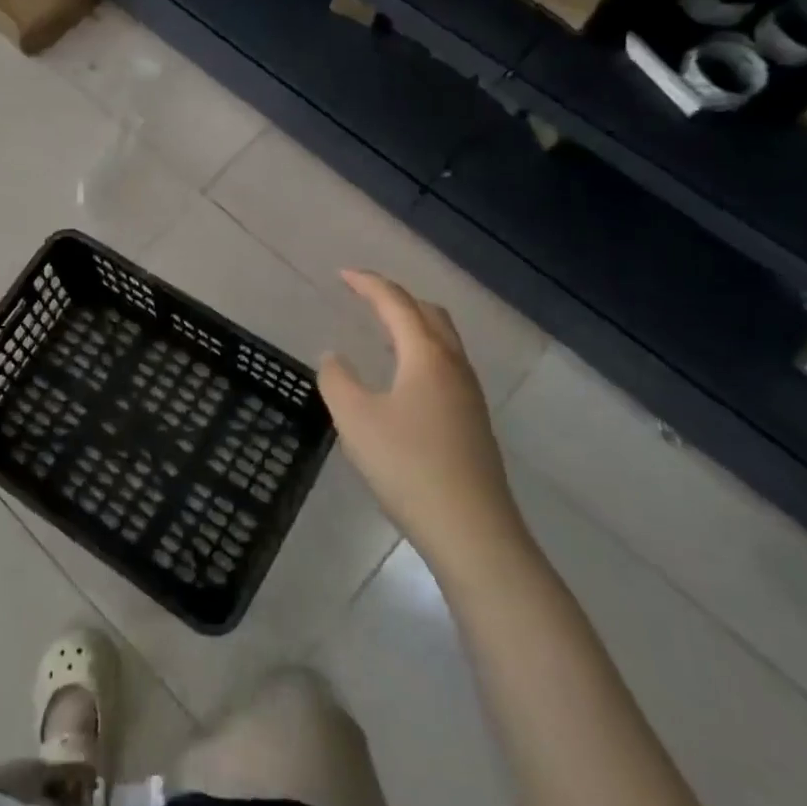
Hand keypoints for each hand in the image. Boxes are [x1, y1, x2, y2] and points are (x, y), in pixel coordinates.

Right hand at [320, 270, 525, 570]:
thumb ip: (337, 380)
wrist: (472, 531)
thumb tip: (333, 356)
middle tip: (364, 296)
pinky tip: (404, 378)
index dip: (368, 283)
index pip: (396, 303)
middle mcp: (453, 365)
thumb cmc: (408, 466)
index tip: (342, 274)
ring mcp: (469, 395)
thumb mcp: (356, 420)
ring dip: (412, 324)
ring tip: (382, 331)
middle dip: (396, 298)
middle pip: (429, 313)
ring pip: (443, 340)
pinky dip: (422, 351)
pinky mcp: (473, 421)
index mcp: (426, 355)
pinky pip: (446, 365)